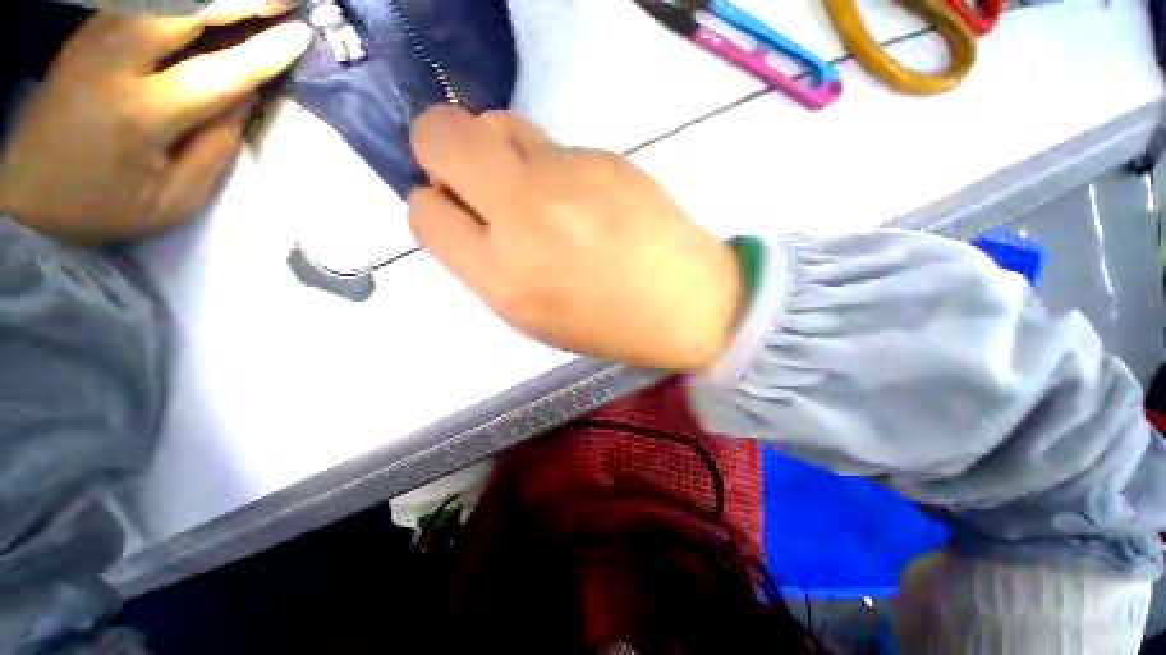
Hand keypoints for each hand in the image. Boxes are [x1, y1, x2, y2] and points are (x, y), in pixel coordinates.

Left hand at [0, 3, 311, 242]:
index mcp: (141, 115)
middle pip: (183, 12)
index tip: (302, 35)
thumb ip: (216, 145)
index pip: (219, 73)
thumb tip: (248, 94)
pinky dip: (176, 0)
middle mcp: (113, 65)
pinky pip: (139, 2)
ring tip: (251, 0)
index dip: (265, 53)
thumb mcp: (176, 196)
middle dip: (239, 0)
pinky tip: (203, 5)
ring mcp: (92, 43)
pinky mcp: (85, 37)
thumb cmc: (109, 206)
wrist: (30, 200)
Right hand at [408, 106, 741, 371]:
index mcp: (502, 276)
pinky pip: (550, 143)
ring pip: (495, 124)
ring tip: (534, 188)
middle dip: (441, 150)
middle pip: (439, 136)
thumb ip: (485, 264)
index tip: (457, 213)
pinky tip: (583, 195)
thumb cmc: (604, 323)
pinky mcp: (601, 155)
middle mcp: (523, 215)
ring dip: (497, 150)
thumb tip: (463, 212)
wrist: (682, 302)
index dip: (433, 207)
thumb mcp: (530, 314)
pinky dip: (548, 163)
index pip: (424, 212)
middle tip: (476, 180)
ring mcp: (565, 175)